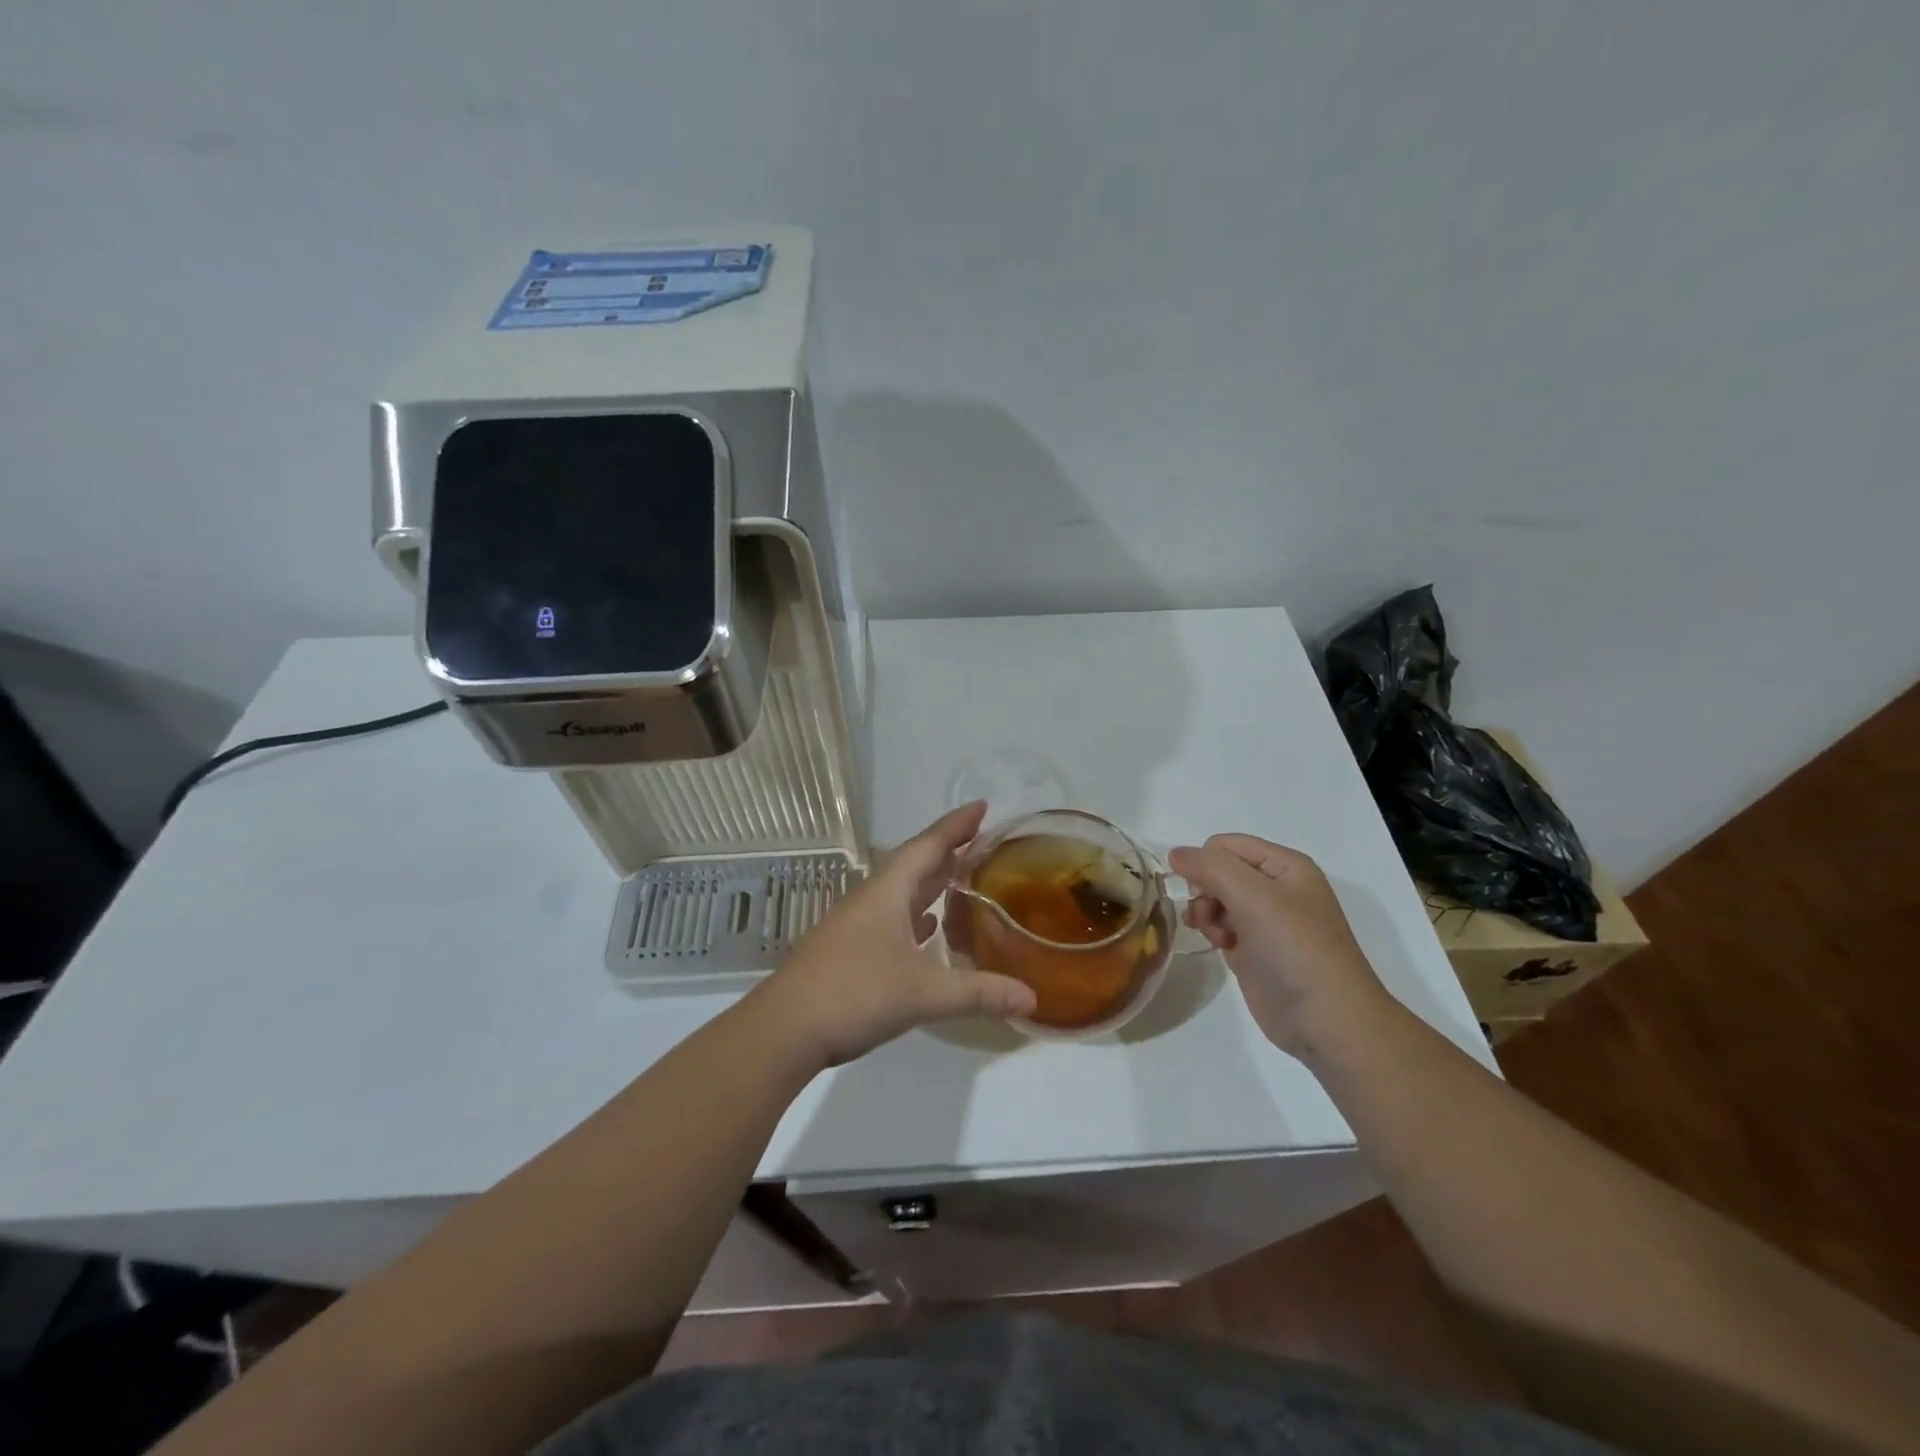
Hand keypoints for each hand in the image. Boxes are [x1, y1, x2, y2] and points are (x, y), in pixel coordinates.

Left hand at [750, 803, 1037, 1070]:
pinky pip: (892, 917)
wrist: (785, 1029)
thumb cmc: (854, 994)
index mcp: (887, 892)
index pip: (928, 846)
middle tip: (982, 839)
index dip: (956, 825)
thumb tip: (1032, 997)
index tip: (982, 806)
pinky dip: (916, 914)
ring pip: (902, 891)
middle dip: (948, 849)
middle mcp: (871, 899)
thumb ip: (978, 992)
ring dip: (932, 880)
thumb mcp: (923, 993)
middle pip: (915, 863)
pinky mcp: (850, 949)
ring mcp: (856, 924)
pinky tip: (929, 927)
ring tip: (963, 875)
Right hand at [1168, 835, 1393, 1059]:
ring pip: (1215, 898)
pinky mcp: (1255, 949)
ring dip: (1206, 913)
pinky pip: (1221, 925)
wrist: (1326, 1022)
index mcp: (1285, 866)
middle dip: (1205, 890)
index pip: (1225, 845)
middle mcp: (1276, 888)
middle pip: (1218, 871)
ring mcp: (1266, 920)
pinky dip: (1214, 932)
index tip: (1200, 891)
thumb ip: (1210, 867)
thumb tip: (1174, 853)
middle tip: (1208, 915)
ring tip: (1218, 937)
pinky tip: (1222, 948)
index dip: (1205, 863)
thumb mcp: (1254, 897)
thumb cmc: (1295, 950)